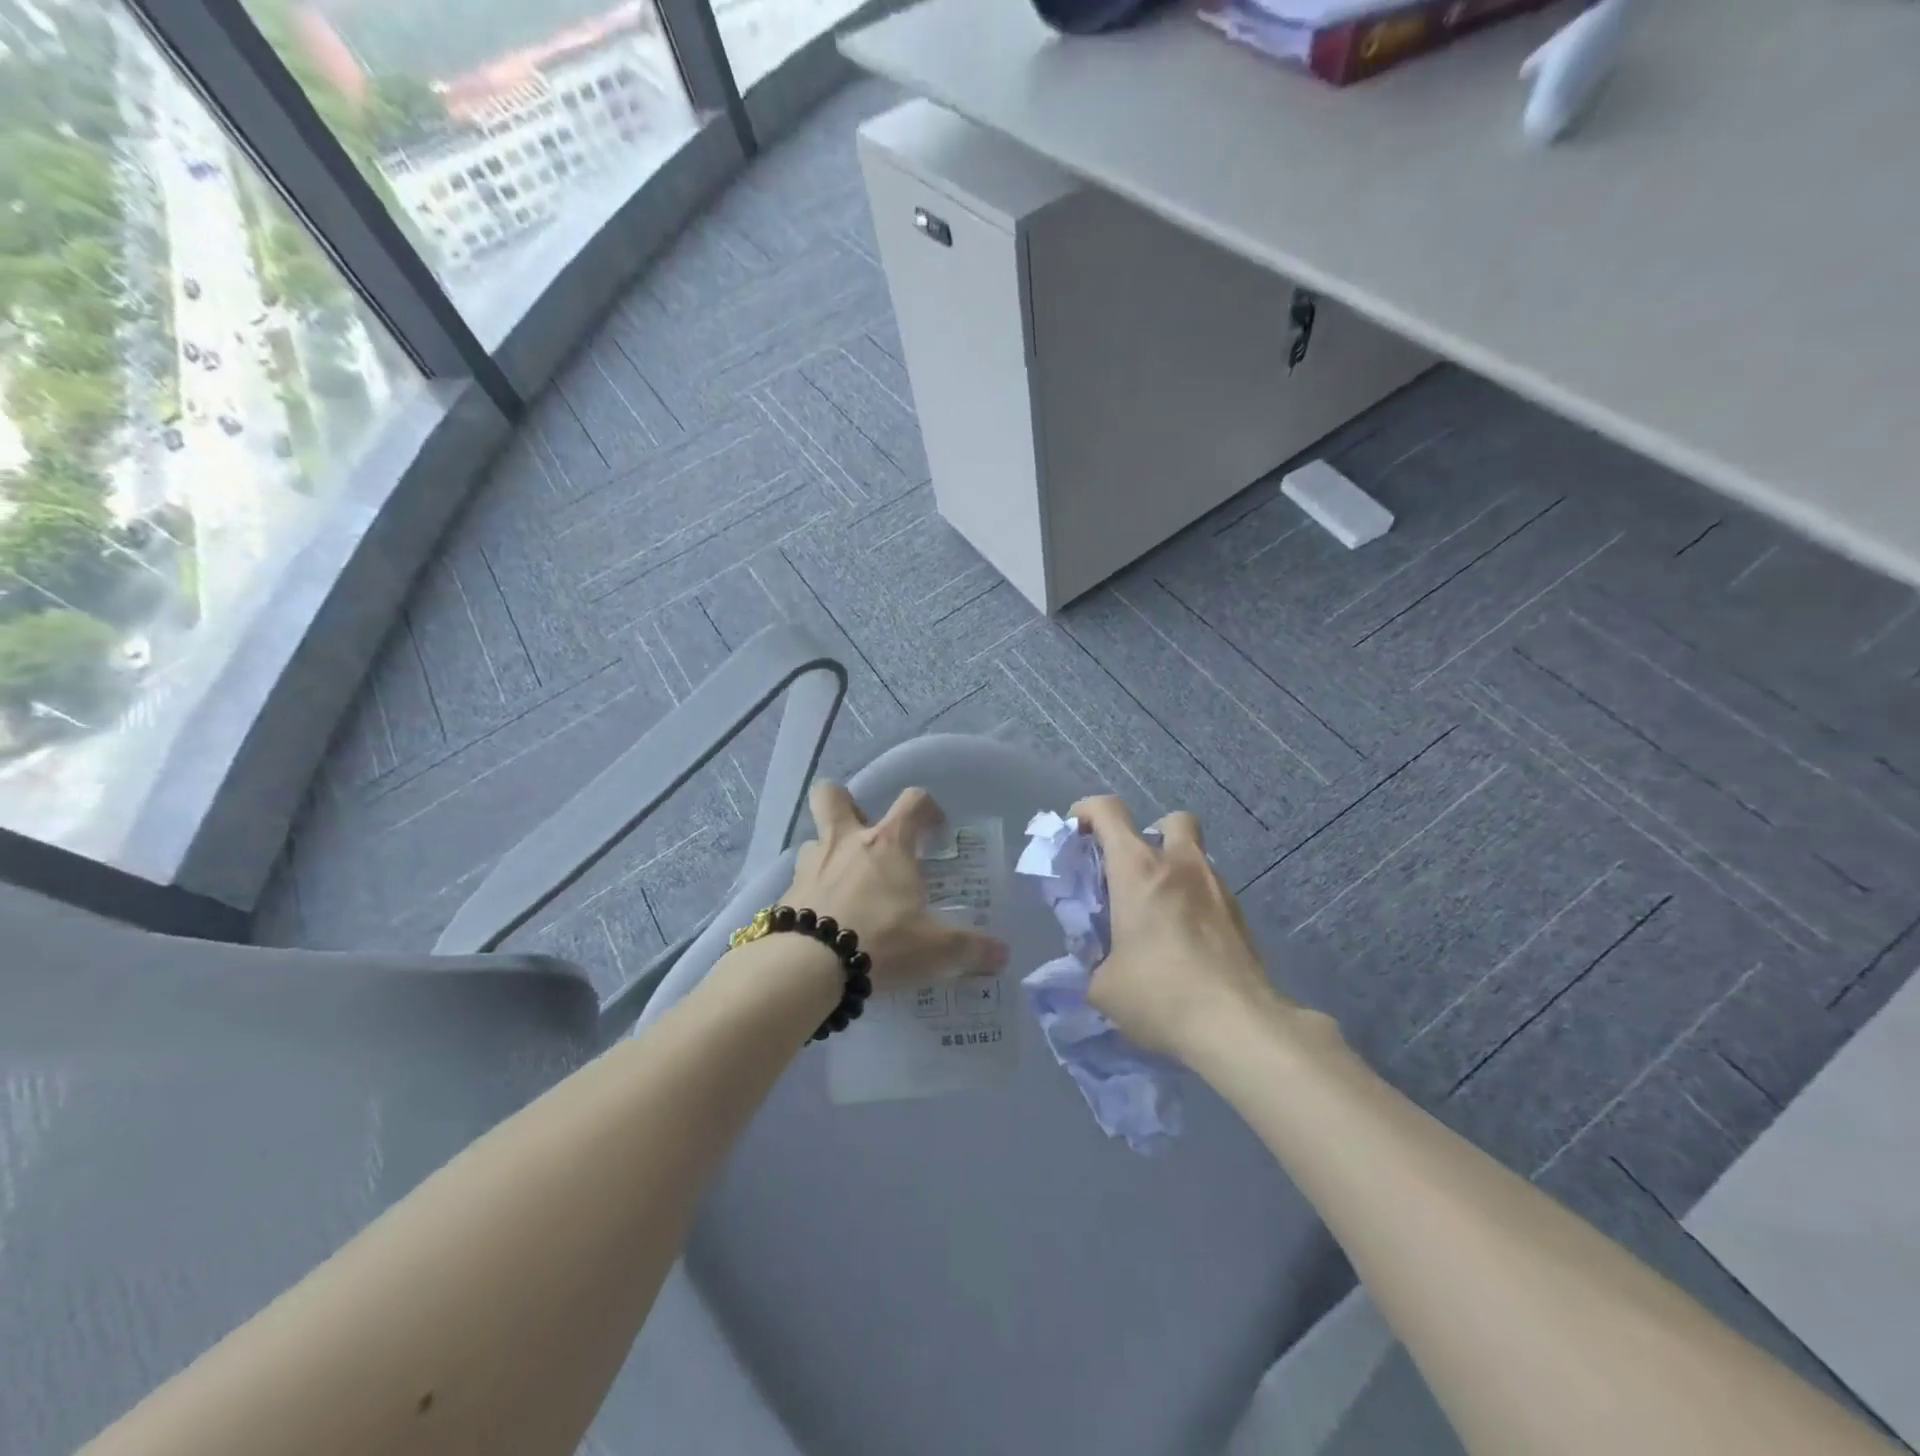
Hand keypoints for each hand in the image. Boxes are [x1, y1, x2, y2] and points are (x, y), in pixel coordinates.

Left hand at [782, 782, 1008, 992]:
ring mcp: (811, 867)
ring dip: (827, 854)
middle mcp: (846, 843)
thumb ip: (971, 949)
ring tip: (843, 883)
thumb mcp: (936, 950)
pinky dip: (812, 894)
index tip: (935, 829)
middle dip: (846, 803)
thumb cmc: (882, 941)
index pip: (912, 801)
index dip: (927, 808)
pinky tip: (823, 919)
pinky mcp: (786, 896)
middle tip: (863, 831)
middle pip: (833, 796)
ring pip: (813, 840)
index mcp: (887, 844)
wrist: (809, 966)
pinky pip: (800, 883)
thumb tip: (1001, 955)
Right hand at [1072, 796, 1294, 1059]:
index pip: (1109, 811)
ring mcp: (1217, 889)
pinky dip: (1194, 906)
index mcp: (1138, 869)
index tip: (1076, 831)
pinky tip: (1186, 946)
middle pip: (1170, 820)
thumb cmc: (1159, 994)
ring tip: (1159, 918)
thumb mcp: (1104, 985)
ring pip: (1195, 859)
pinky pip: (1211, 894)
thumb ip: (1096, 962)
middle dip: (1150, 836)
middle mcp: (1181, 865)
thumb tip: (1104, 966)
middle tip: (1133, 873)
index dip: (1087, 812)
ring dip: (1175, 874)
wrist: (1238, 1026)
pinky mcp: (1241, 918)